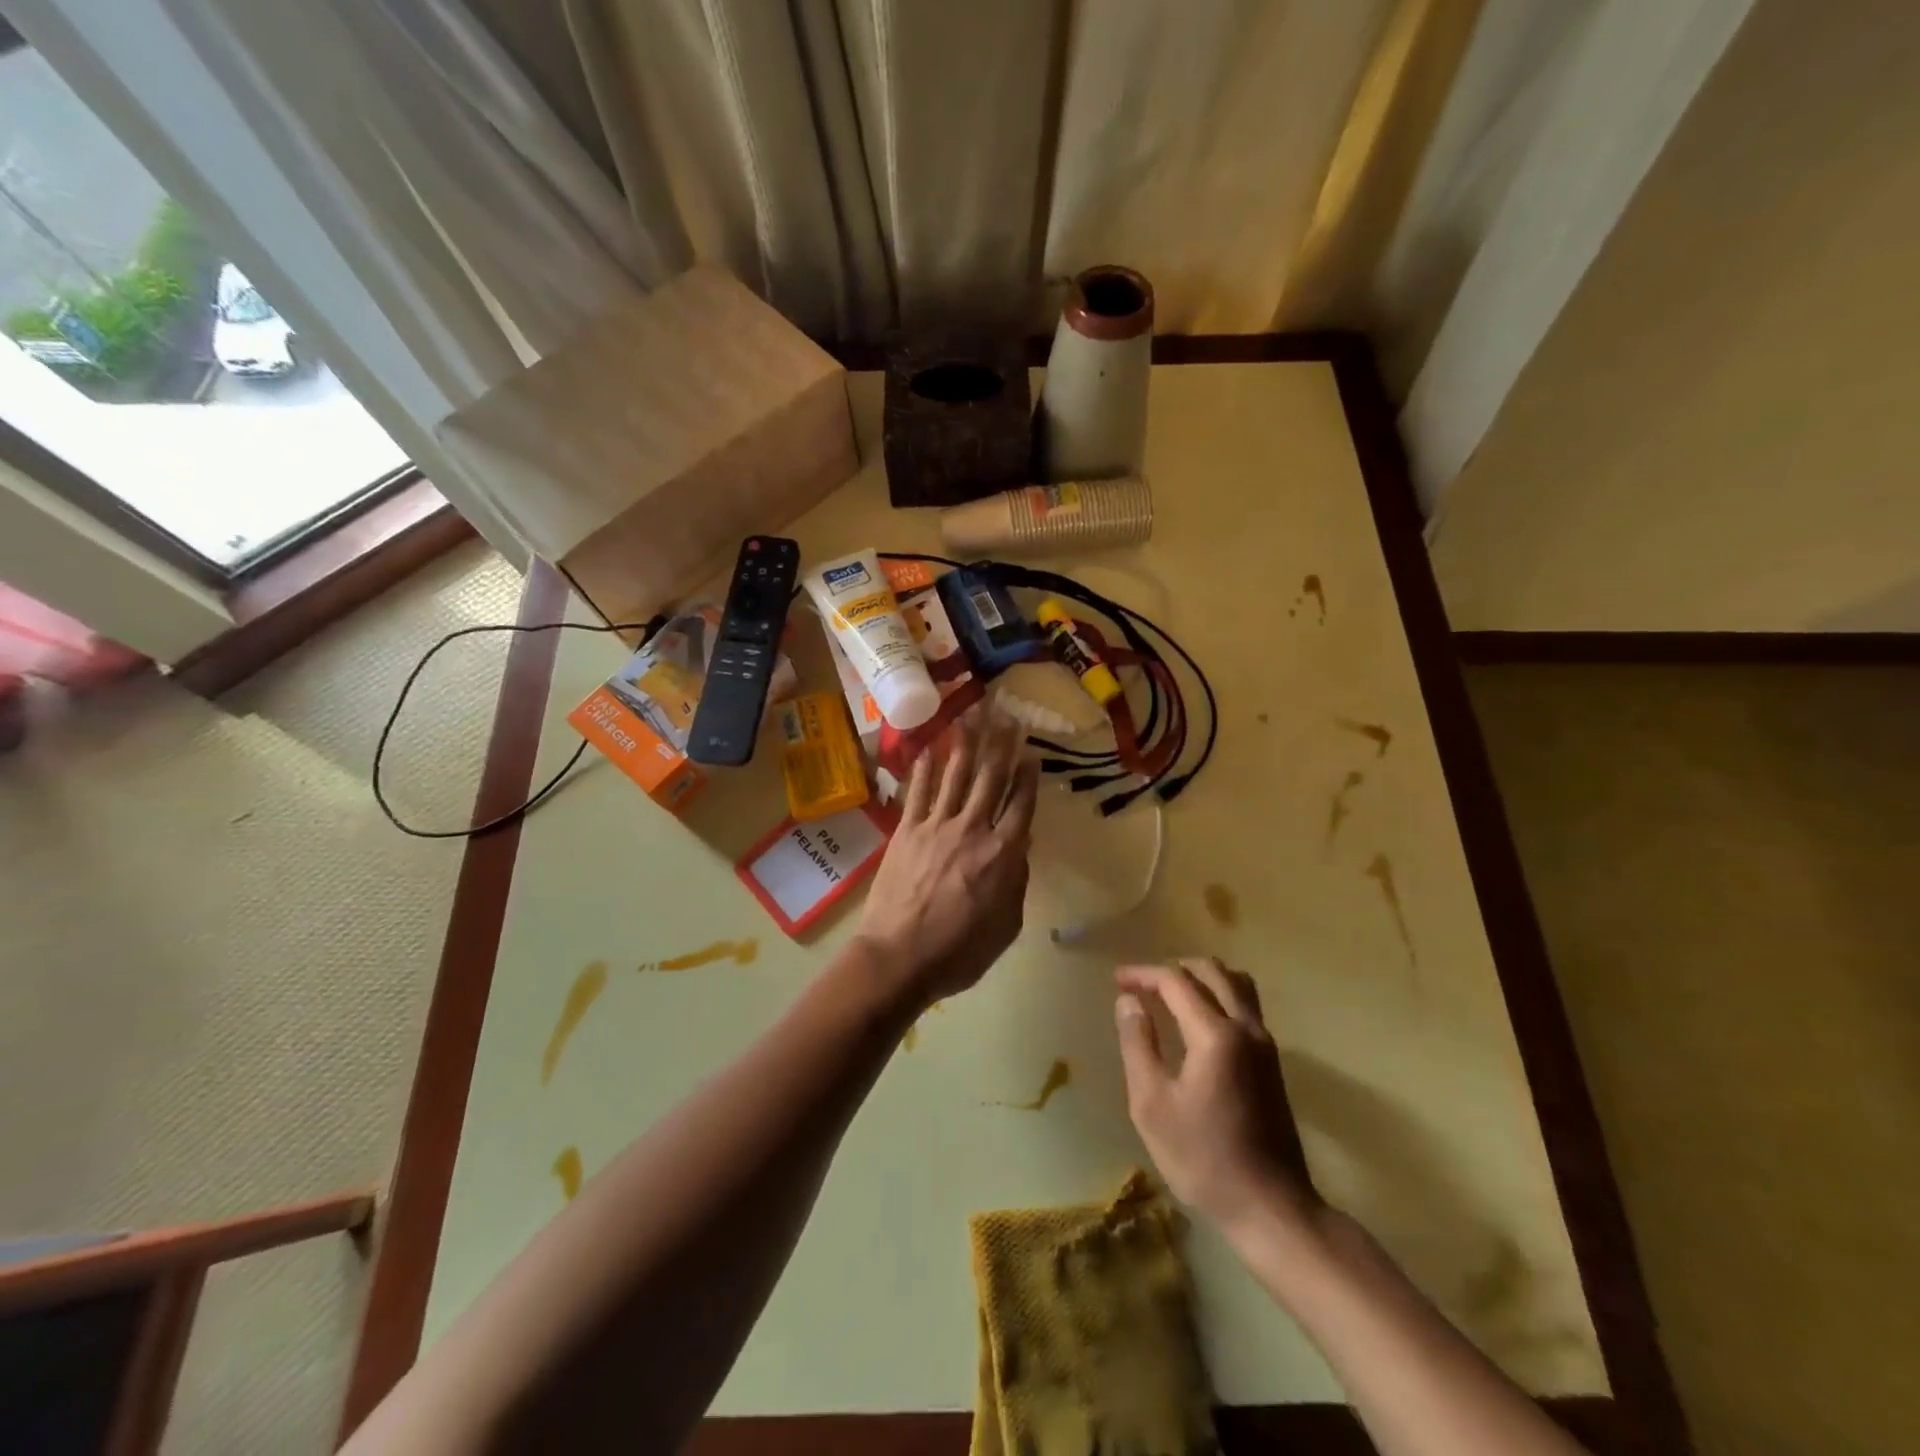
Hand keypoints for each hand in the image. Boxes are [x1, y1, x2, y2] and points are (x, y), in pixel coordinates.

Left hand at [856, 714, 1039, 1007]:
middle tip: (1008, 715)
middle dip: (1001, 744)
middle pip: (990, 779)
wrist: (899, 958)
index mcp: (1003, 854)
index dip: (1028, 776)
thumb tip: (1021, 848)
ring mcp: (936, 826)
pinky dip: (925, 769)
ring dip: (965, 743)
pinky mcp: (906, 831)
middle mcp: (972, 830)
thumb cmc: (959, 952)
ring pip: (955, 776)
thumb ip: (1016, 882)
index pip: (1020, 805)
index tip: (1032, 751)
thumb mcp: (1006, 926)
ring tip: (972, 715)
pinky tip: (930, 747)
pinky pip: (918, 792)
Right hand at [1114, 959, 1318, 1235]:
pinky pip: (1246, 1005)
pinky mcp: (1272, 1061)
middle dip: (1171, 969)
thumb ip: (1138, 1044)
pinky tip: (1198, 1018)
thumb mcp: (1152, 1105)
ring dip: (1200, 977)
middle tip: (1140, 985)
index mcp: (1215, 1035)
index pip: (1176, 981)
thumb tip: (1128, 1001)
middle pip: (1211, 971)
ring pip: (1236, 983)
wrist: (1271, 1207)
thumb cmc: (1203, 1159)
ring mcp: (1265, 1043)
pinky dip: (1219, 994)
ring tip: (1169, 993)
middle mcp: (1246, 1028)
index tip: (1117, 980)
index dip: (1143, 974)